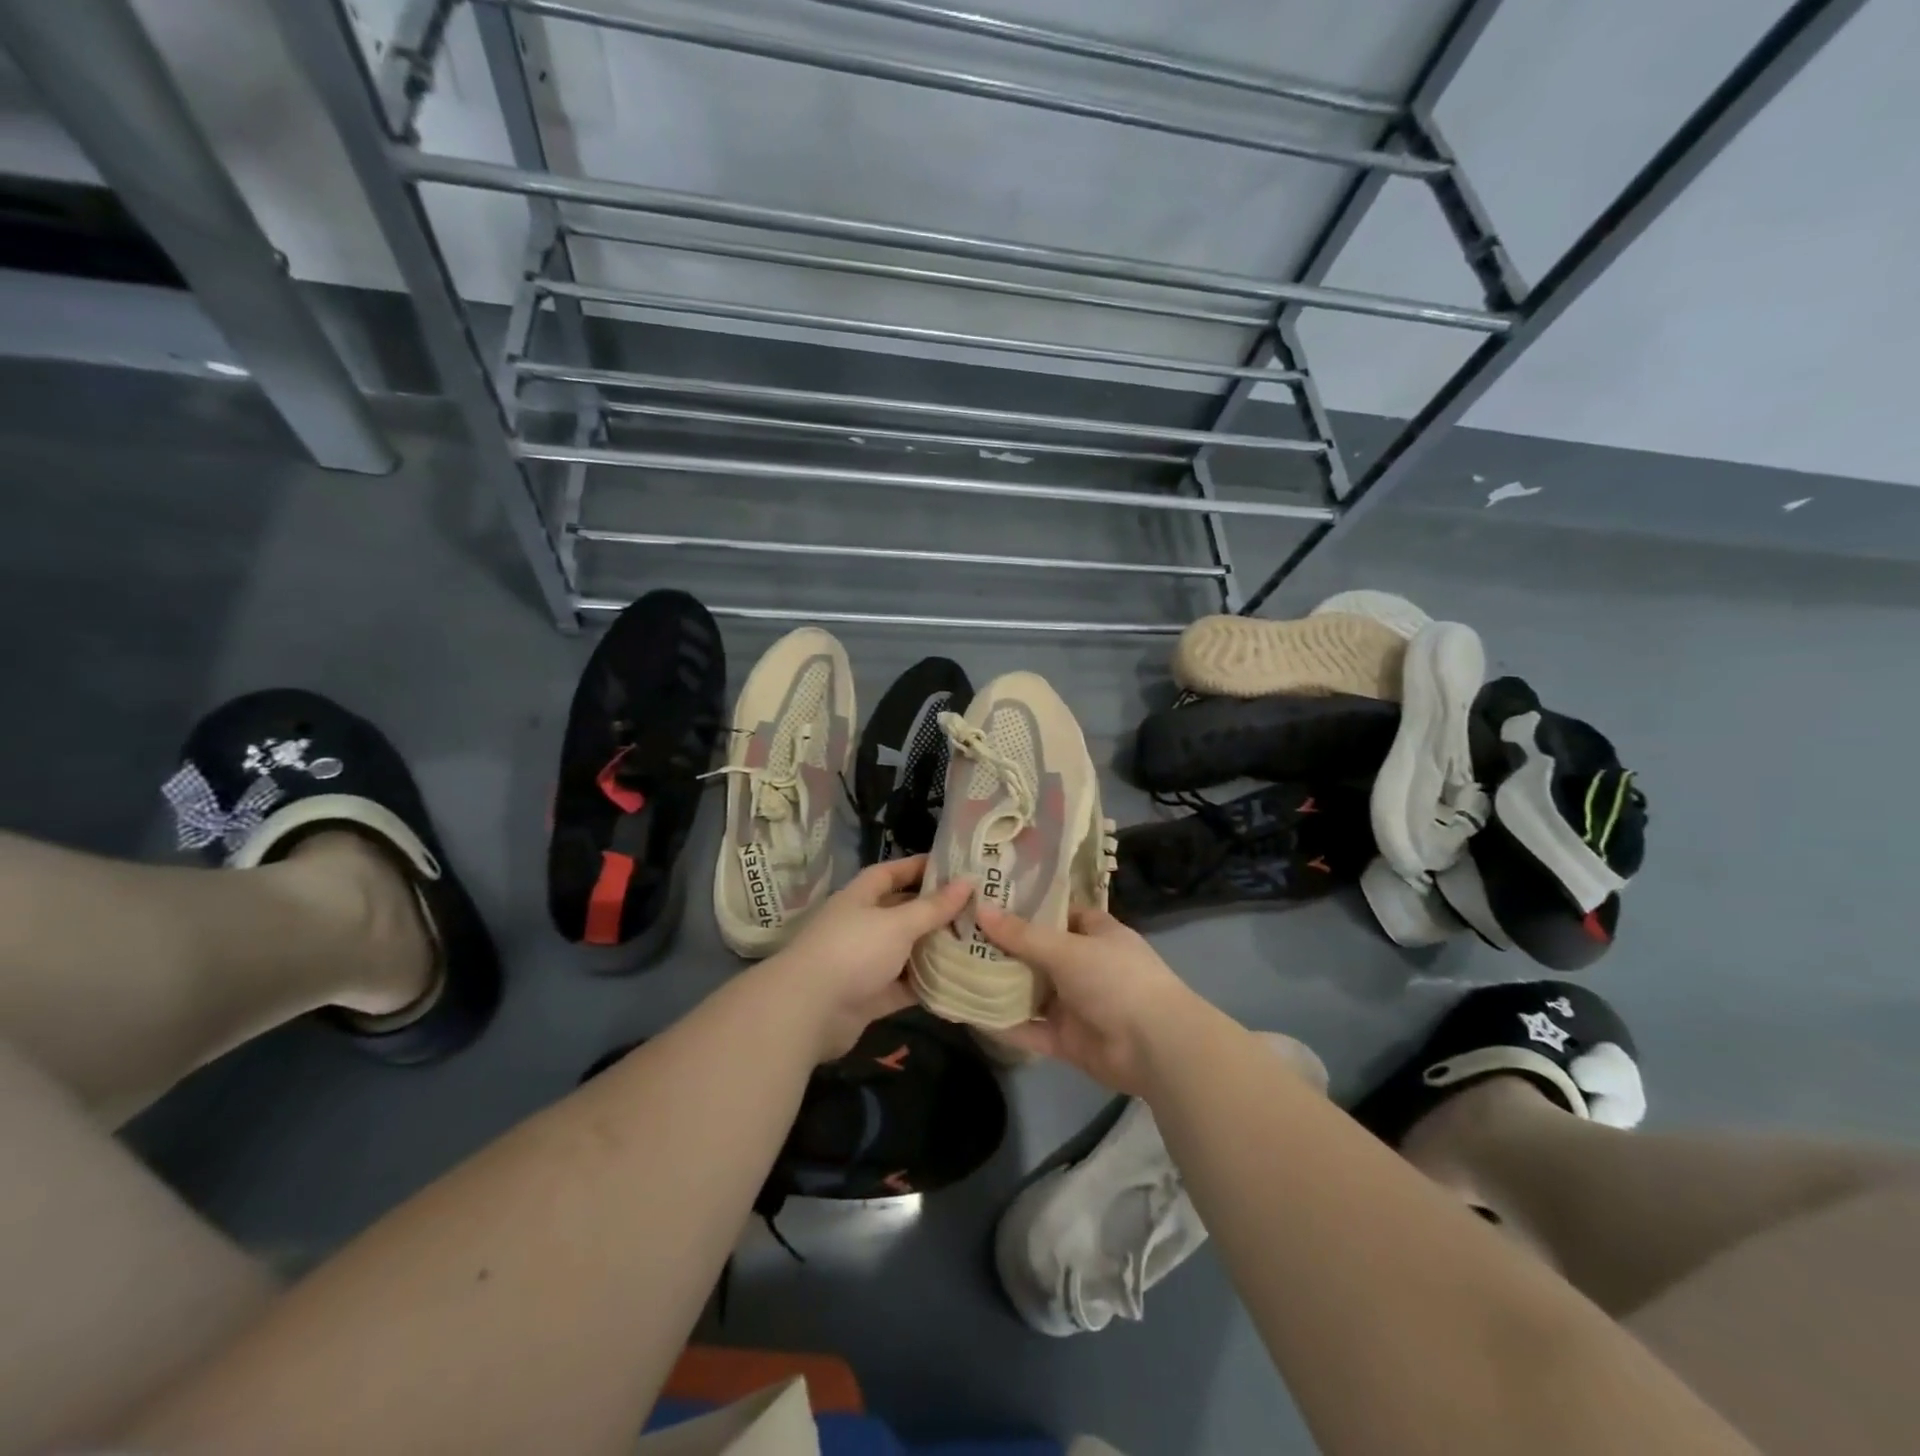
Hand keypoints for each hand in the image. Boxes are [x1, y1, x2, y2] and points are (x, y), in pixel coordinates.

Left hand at [764, 855, 970, 1061]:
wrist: (808, 1011)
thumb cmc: (853, 951)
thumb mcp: (897, 923)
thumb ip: (933, 907)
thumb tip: (968, 881)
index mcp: (860, 898)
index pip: (890, 873)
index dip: (918, 867)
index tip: (953, 867)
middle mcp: (861, 926)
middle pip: (902, 912)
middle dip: (934, 911)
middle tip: (975, 909)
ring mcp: (864, 962)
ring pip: (905, 951)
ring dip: (933, 950)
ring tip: (975, 944)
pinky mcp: (869, 996)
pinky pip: (904, 986)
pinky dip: (926, 985)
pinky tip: (958, 982)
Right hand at [976, 902, 1206, 1095]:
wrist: (1155, 1046)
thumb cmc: (1116, 979)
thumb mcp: (1067, 949)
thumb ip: (1022, 934)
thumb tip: (980, 910)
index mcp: (1095, 933)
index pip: (1058, 912)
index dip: (1026, 905)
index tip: (987, 898)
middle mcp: (1084, 965)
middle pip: (1037, 952)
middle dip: (1003, 946)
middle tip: (958, 933)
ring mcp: (1075, 1004)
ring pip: (1030, 991)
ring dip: (1000, 984)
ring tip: (955, 970)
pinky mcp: (1067, 1039)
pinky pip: (1030, 1028)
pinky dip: (1005, 1024)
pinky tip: (970, 1013)